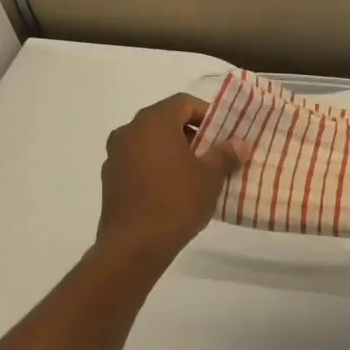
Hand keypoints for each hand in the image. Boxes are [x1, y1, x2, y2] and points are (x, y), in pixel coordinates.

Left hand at [96, 94, 245, 260]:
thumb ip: (225, 154)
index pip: (183, 103)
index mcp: (153, 122)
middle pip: (165, 121)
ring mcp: (115, 156)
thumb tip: (239, 143)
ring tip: (195, 174)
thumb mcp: (210, 176)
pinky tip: (172, 191)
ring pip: (150, 143)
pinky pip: (138, 163)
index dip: (207, 114)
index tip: (223, 133)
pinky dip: (156, 168)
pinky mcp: (109, 180)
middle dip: (191, 134)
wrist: (133, 246)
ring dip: (173, 151)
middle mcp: (129, 131)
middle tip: (213, 153)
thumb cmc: (176, 201)